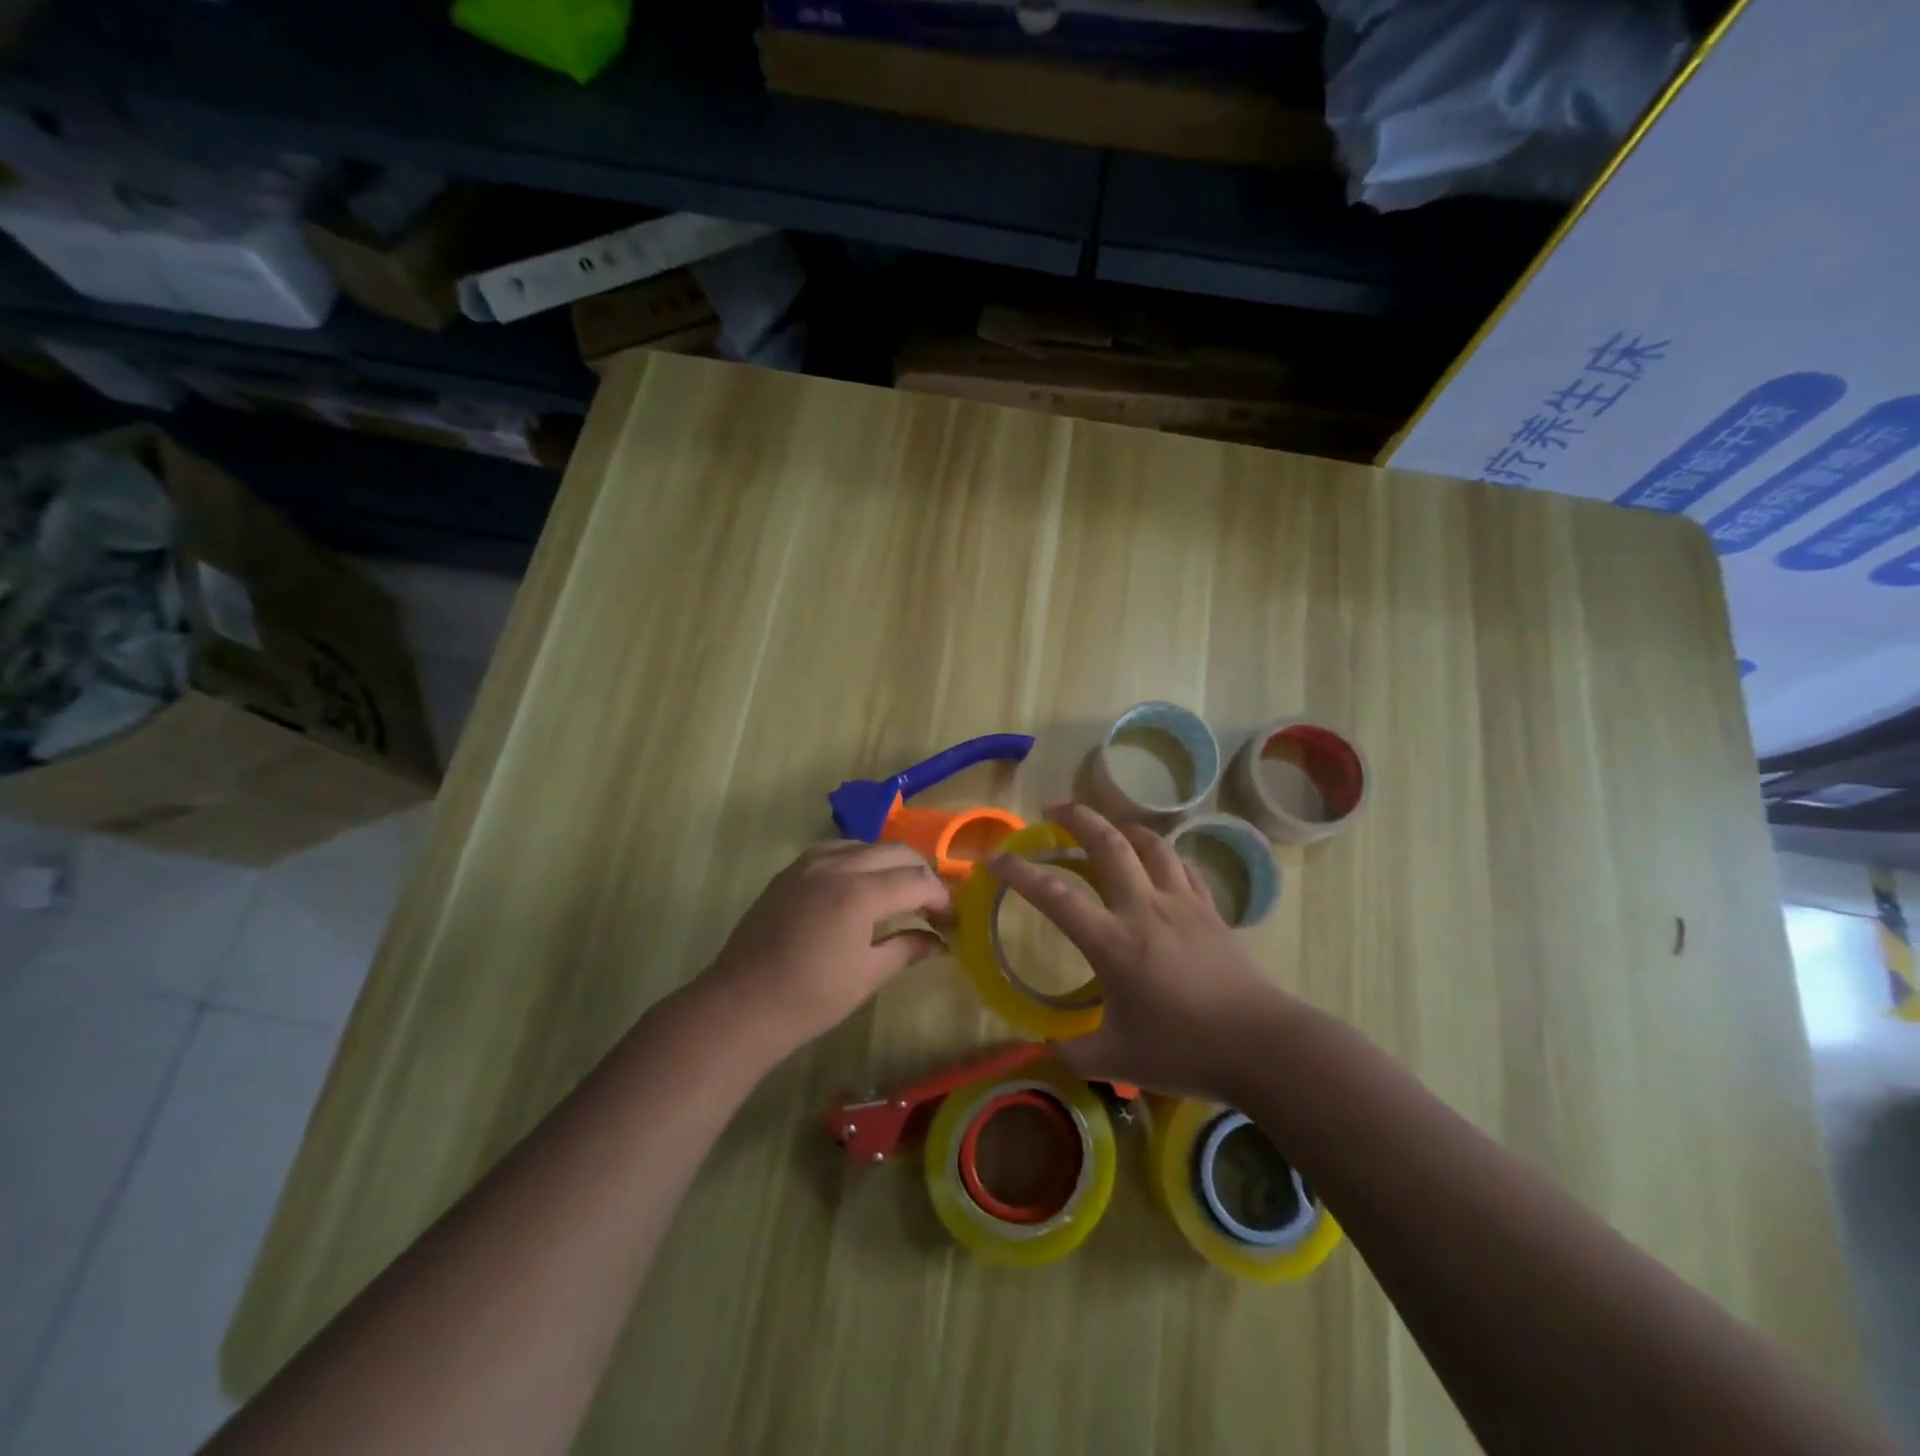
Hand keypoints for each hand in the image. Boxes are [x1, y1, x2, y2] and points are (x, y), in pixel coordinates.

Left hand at [702, 841, 951, 1062]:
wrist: (740, 1006)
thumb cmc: (809, 999)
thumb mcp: (867, 975)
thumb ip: (907, 948)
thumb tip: (940, 941)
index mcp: (859, 892)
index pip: (917, 879)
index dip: (942, 897)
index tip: (953, 919)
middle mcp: (836, 865)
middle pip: (896, 852)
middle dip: (922, 874)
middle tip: (933, 906)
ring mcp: (809, 864)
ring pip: (866, 845)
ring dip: (891, 864)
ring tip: (901, 895)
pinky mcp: (790, 871)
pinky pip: (837, 851)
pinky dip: (860, 862)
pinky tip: (862, 888)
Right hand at [988, 803, 1293, 1101]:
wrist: (1263, 1046)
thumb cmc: (1185, 1051)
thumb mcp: (1117, 1060)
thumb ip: (1072, 1051)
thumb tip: (1045, 1045)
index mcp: (1114, 942)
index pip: (1056, 895)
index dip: (1019, 872)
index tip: (996, 859)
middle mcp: (1144, 909)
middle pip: (1108, 842)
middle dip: (1076, 817)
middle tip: (1053, 810)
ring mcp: (1182, 903)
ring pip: (1150, 843)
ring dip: (1121, 826)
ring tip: (1105, 825)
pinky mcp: (1210, 909)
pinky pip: (1181, 865)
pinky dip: (1160, 853)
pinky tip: (1155, 860)